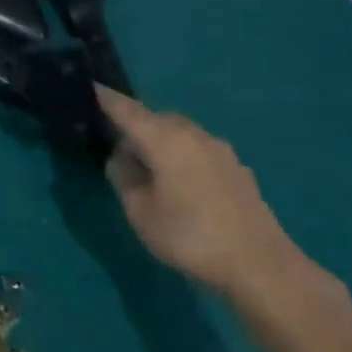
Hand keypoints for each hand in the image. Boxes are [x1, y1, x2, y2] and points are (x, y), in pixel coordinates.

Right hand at [94, 86, 305, 299]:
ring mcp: (219, 150)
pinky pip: (197, 150)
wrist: (261, 266)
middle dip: (134, 125)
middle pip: (155, 118)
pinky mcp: (236, 169)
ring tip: (147, 169)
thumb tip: (122, 157)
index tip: (90, 86)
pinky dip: (180, 155)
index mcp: (165, 140)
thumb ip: (123, 177)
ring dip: (159, 141)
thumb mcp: (139, 211)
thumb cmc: (189, 236)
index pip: (127, 110)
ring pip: (179, 133)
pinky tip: (179, 183)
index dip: (106, 98)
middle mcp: (193, 135)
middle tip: (116, 148)